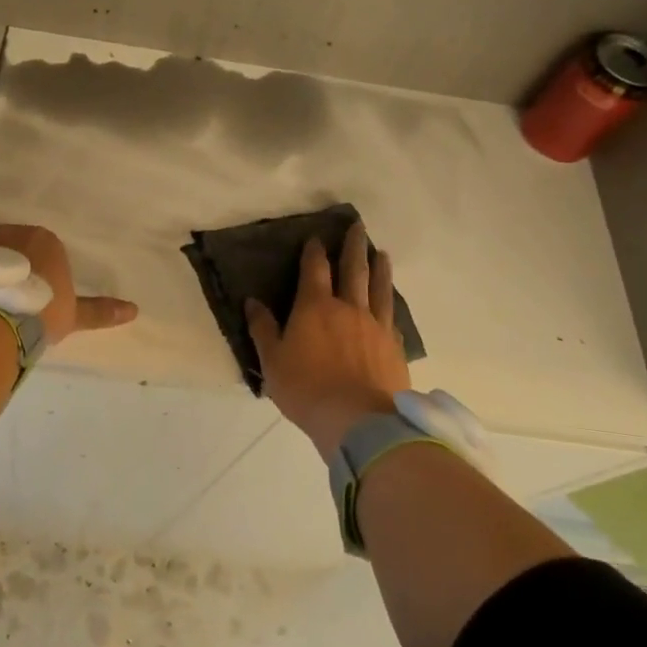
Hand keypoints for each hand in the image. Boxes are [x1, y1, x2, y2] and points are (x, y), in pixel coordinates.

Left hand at [0, 224, 136, 345]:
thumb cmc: (42, 311)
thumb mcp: (73, 315)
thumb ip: (99, 311)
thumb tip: (134, 310)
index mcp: (46, 241)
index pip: (41, 251)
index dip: (35, 274)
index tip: (29, 296)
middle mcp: (16, 231)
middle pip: (11, 246)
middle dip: (9, 266)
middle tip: (6, 298)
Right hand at [246, 222, 409, 456]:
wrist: (359, 420)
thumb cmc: (307, 389)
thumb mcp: (272, 361)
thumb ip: (263, 328)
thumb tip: (252, 301)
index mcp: (315, 307)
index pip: (315, 269)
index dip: (314, 251)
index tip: (316, 238)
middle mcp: (348, 308)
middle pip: (353, 269)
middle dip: (353, 246)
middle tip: (358, 226)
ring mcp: (376, 326)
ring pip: (379, 288)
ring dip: (379, 268)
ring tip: (382, 253)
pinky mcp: (394, 346)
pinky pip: (392, 316)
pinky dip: (391, 303)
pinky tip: (392, 302)